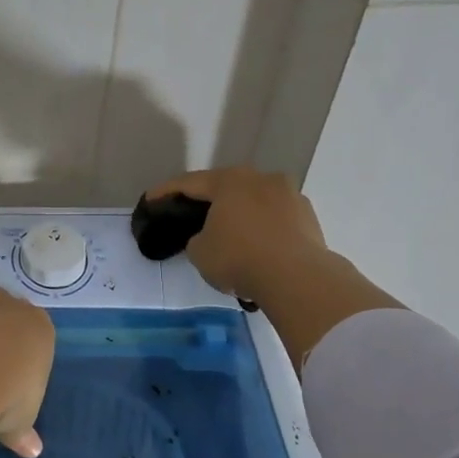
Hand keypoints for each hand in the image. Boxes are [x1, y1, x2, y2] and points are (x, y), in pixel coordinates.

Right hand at [147, 168, 330, 305]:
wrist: (297, 278)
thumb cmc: (239, 258)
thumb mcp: (200, 252)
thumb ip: (197, 238)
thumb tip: (209, 237)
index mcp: (229, 181)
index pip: (189, 183)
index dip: (165, 191)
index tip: (150, 199)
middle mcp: (260, 179)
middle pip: (226, 186)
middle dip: (207, 199)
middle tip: (190, 212)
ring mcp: (289, 195)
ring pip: (254, 200)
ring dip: (239, 212)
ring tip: (229, 231)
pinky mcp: (308, 216)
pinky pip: (275, 218)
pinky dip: (262, 227)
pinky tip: (256, 246)